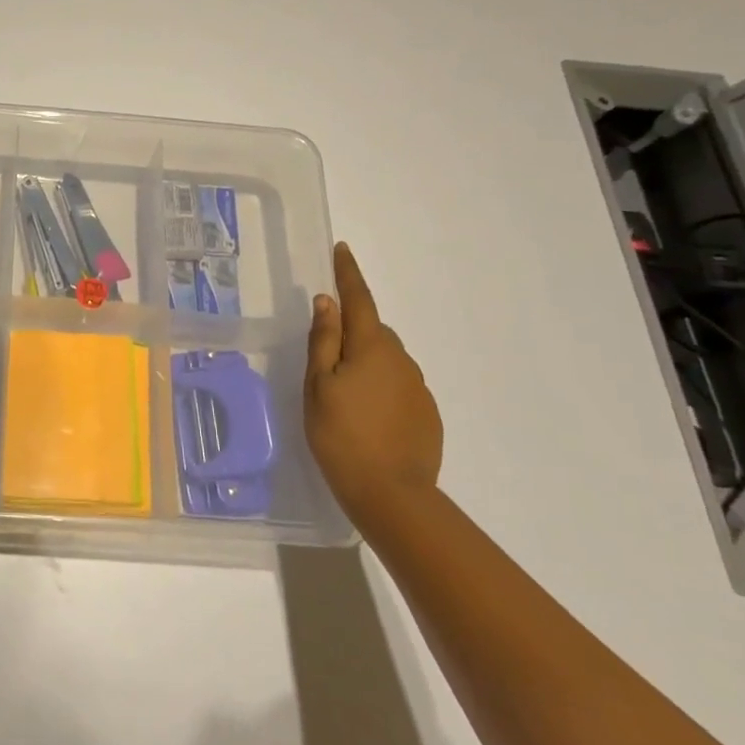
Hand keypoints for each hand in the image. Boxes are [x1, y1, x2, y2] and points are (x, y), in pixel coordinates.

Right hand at [304, 244, 443, 523]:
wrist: (391, 494)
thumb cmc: (341, 436)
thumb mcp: (318, 386)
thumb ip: (323, 341)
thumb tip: (326, 301)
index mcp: (371, 348)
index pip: (358, 300)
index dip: (348, 274)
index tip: (343, 250)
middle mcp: (401, 360)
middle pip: (373, 331)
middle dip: (351, 330)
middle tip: (325, 355)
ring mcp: (418, 388)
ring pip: (386, 359)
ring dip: (365, 362)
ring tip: (342, 394)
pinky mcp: (426, 413)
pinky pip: (398, 386)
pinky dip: (380, 388)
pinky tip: (365, 416)